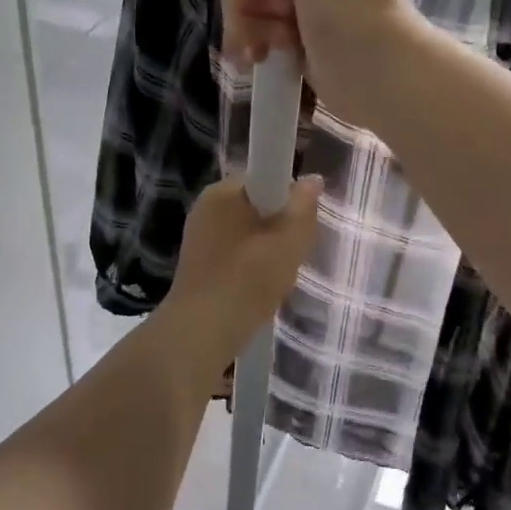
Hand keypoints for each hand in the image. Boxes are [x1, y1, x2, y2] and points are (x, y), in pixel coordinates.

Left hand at [160, 174, 322, 381]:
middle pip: (258, 206)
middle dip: (279, 227)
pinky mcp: (198, 264)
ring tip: (277, 278)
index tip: (301, 224)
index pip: (265, 177)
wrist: (201, 332)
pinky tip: (258, 291)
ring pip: (248, 233)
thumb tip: (312, 179)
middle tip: (294, 255)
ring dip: (268, 251)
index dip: (289, 198)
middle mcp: (206, 207)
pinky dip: (251, 267)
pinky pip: (235, 254)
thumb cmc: (247, 280)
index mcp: (222, 192)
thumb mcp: (289, 242)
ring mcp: (199, 236)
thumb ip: (303, 207)